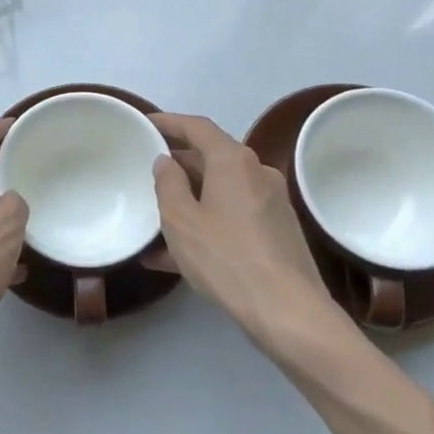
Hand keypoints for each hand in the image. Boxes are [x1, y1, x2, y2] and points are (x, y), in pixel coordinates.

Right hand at [148, 112, 347, 357]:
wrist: (288, 311)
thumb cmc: (226, 257)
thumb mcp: (181, 220)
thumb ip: (168, 184)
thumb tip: (166, 161)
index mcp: (233, 160)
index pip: (197, 126)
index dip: (169, 122)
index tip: (145, 123)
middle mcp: (257, 173)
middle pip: (212, 157)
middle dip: (178, 164)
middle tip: (147, 171)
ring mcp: (271, 203)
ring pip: (221, 191)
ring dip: (190, 200)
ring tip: (156, 218)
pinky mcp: (278, 232)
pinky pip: (233, 217)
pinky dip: (207, 223)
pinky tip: (176, 255)